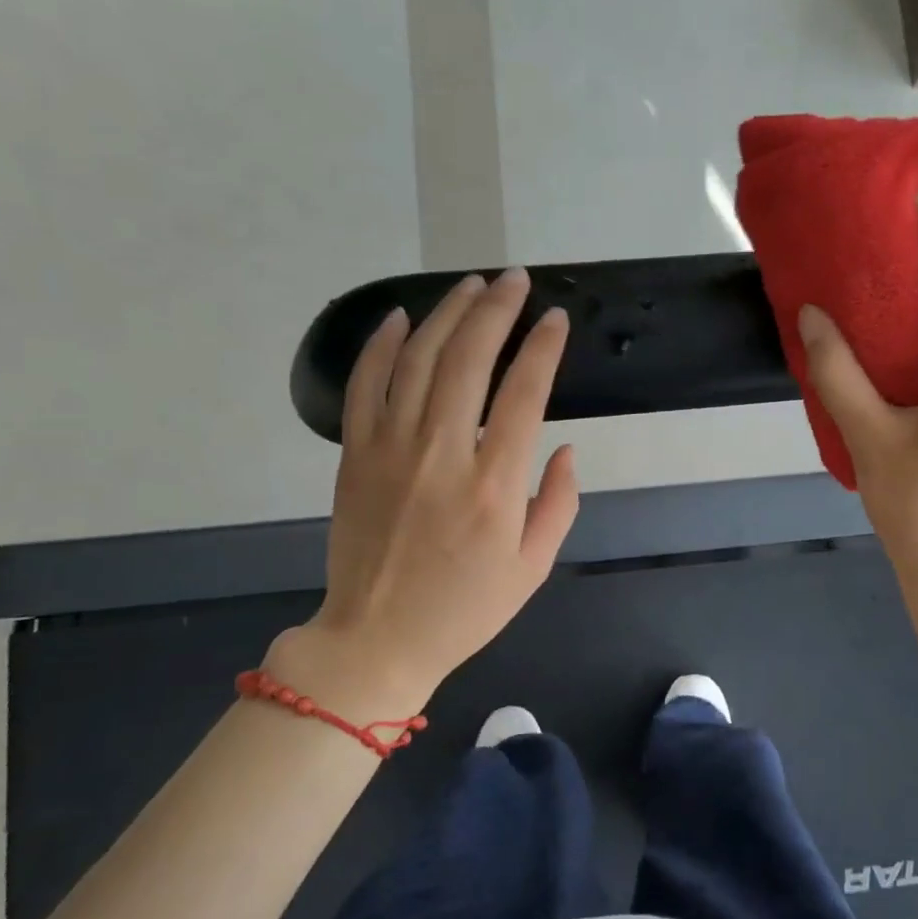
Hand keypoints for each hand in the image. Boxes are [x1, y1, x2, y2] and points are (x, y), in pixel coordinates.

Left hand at [267, 268, 578, 711]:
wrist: (378, 639)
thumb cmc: (465, 608)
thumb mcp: (533, 567)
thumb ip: (559, 503)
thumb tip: (562, 448)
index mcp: (494, 486)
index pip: (524, 394)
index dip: (542, 347)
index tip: (554, 318)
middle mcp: (442, 455)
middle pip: (468, 360)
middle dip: (496, 311)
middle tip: (514, 280)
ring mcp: (391, 450)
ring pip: (417, 360)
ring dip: (446, 314)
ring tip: (471, 285)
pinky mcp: (355, 455)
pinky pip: (364, 386)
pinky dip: (379, 345)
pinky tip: (399, 317)